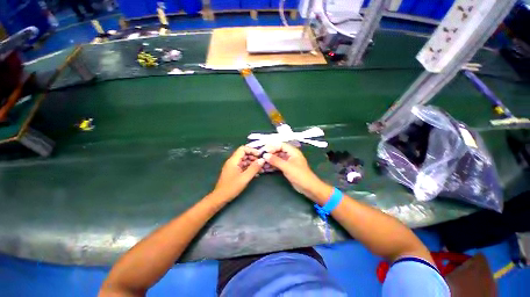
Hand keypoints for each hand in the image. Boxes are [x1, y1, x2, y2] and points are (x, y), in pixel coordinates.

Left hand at [212, 146, 264, 200]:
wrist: (220, 198)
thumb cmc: (232, 187)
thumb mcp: (245, 177)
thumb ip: (254, 168)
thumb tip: (262, 160)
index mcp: (233, 160)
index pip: (243, 149)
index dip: (252, 150)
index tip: (260, 155)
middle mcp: (232, 161)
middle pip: (244, 154)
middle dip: (253, 157)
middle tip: (262, 162)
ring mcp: (233, 167)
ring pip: (244, 160)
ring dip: (252, 163)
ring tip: (261, 168)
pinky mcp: (234, 172)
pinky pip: (243, 166)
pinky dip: (249, 168)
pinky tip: (256, 173)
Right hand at [263, 143, 332, 204]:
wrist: (308, 187)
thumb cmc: (299, 175)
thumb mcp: (287, 167)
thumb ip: (276, 160)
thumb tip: (265, 155)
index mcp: (293, 151)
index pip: (281, 145)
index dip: (272, 146)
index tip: (264, 150)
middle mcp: (290, 155)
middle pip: (279, 150)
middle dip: (270, 153)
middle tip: (261, 156)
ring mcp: (289, 161)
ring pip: (278, 157)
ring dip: (271, 159)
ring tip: (262, 162)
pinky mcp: (287, 168)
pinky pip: (278, 164)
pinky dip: (273, 165)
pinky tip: (266, 167)